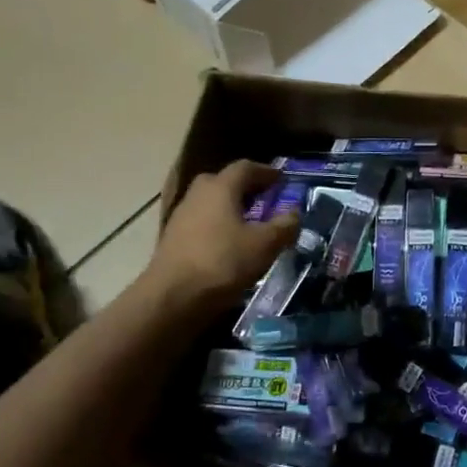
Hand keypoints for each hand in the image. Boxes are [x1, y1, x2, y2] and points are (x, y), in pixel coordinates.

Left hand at [143, 160, 299, 316]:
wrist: (171, 299)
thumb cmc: (222, 263)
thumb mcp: (265, 245)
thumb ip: (284, 226)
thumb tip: (295, 213)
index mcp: (220, 188)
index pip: (245, 168)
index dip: (265, 171)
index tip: (281, 179)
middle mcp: (197, 195)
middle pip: (222, 182)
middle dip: (244, 187)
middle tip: (264, 199)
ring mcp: (180, 217)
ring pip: (209, 203)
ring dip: (229, 208)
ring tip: (249, 224)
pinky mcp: (172, 240)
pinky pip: (200, 223)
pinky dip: (217, 226)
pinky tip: (228, 245)